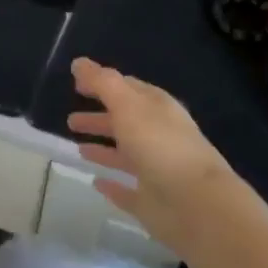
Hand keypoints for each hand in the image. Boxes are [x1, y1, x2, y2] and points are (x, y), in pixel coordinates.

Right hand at [66, 57, 255, 254]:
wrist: (197, 205)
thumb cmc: (161, 146)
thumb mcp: (128, 106)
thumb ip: (102, 83)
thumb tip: (78, 62)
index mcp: (158, 109)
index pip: (129, 89)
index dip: (103, 84)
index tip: (77, 85)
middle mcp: (159, 136)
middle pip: (125, 122)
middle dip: (99, 118)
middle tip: (71, 120)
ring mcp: (157, 170)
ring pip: (125, 156)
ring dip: (103, 150)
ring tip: (78, 148)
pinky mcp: (152, 202)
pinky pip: (128, 191)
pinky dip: (113, 186)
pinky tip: (96, 183)